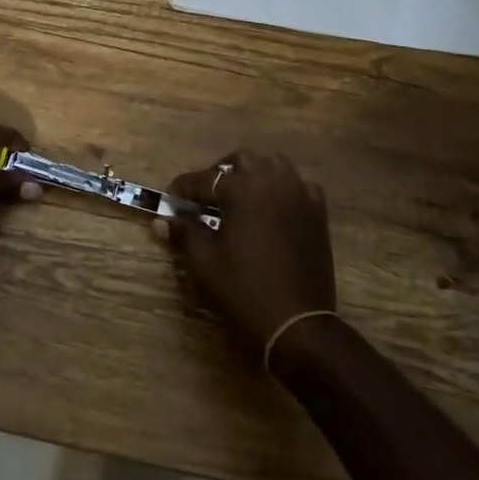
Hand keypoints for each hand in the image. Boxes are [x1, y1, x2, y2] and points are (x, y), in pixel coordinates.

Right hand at [157, 151, 336, 346]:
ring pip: (273, 165)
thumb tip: (160, 221)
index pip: (204, 179)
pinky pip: (298, 184)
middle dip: (220, 173)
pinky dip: (282, 188)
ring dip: (252, 174)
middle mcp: (273, 181)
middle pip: (242, 160)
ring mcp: (299, 193)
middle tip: (206, 196)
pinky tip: (272, 208)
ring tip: (239, 197)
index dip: (184, 188)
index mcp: (243, 189)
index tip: (171, 198)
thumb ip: (184, 233)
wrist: (297, 319)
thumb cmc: (244, 287)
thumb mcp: (205, 261)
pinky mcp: (317, 211)